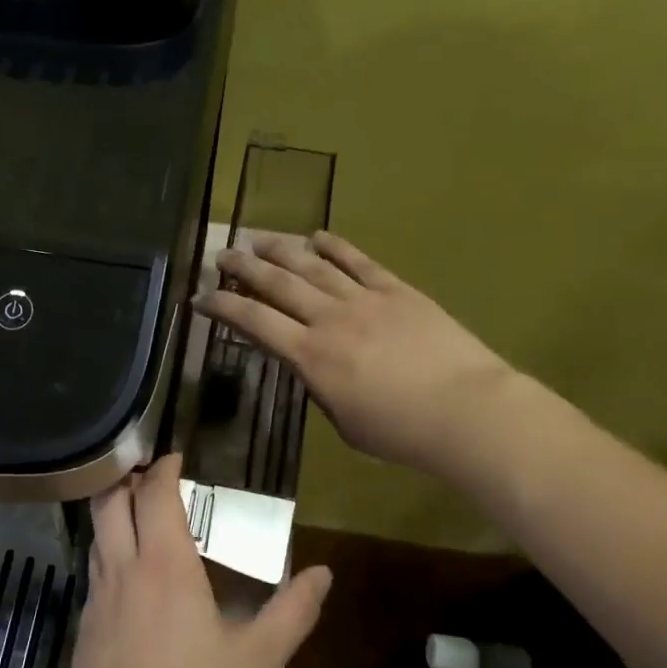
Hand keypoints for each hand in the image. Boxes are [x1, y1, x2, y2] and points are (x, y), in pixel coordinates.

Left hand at [44, 456, 331, 667]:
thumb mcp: (257, 661)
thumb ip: (294, 612)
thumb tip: (323, 573)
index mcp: (164, 565)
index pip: (154, 494)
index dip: (164, 468)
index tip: (176, 457)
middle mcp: (124, 568)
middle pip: (111, 501)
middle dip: (128, 478)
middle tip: (152, 475)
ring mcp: (97, 596)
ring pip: (97, 532)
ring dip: (114, 510)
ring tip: (140, 512)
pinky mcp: (83, 624)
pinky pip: (95, 567)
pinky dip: (110, 548)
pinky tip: (130, 572)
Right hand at [196, 231, 511, 473]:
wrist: (466, 410)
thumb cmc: (401, 432)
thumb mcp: (344, 422)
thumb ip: (319, 388)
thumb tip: (309, 366)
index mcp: (311, 357)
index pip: (254, 323)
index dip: (223, 308)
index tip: (200, 298)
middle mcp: (329, 319)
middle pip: (277, 284)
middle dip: (244, 267)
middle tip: (222, 255)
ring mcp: (364, 299)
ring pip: (313, 265)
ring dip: (281, 249)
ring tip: (258, 237)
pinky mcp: (396, 290)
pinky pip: (359, 261)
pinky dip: (335, 246)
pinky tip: (317, 235)